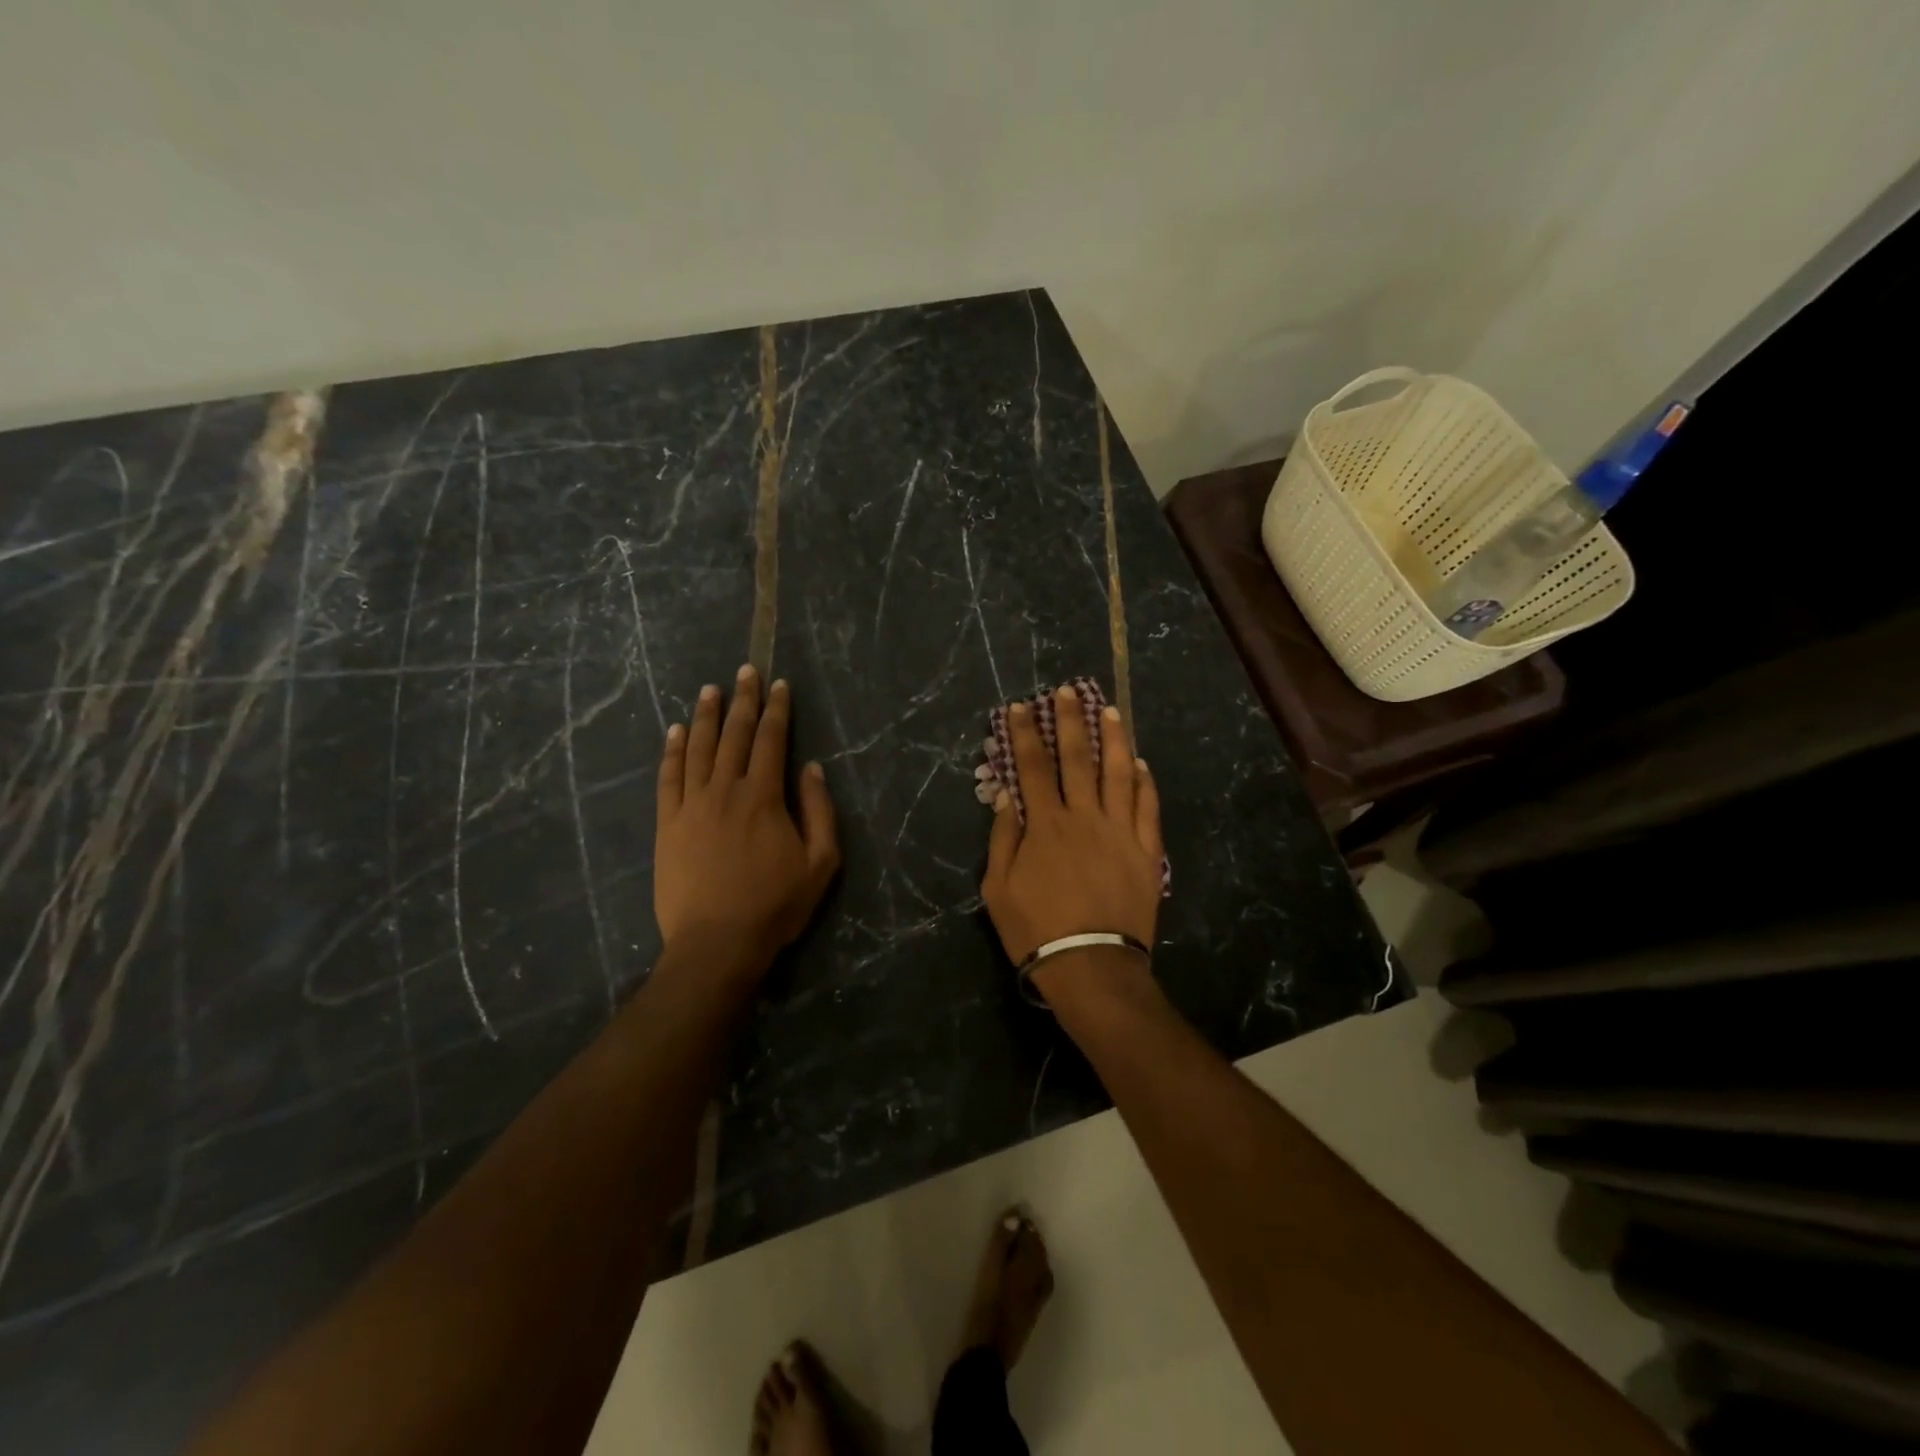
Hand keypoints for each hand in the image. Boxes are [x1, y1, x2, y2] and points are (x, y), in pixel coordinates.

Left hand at [655, 666, 840, 976]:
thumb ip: (820, 811)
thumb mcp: (820, 863)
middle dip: (743, 700)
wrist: (716, 943)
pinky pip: (668, 778)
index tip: (778, 685)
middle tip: (745, 671)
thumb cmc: (775, 905)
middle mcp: (725, 790)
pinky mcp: (667, 825)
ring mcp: (691, 806)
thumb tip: (812, 769)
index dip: (776, 710)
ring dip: (705, 716)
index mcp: (764, 797)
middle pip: (734, 735)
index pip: (771, 741)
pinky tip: (675, 731)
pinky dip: (672, 751)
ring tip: (709, 689)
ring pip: (698, 749)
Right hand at [981, 685, 1163, 985]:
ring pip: (1118, 773)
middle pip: (1077, 758)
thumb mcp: (998, 888)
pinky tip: (1140, 764)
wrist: (1092, 965)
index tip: (1020, 707)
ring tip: (1110, 710)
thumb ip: (1003, 838)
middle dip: (1070, 720)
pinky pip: (1148, 808)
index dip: (1025, 733)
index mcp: (1045, 825)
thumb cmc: (1036, 929)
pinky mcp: (1146, 851)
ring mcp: (1120, 831)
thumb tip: (1006, 795)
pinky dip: (1144, 782)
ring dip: (1113, 739)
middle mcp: (1084, 817)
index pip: (1033, 766)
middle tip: (1068, 691)